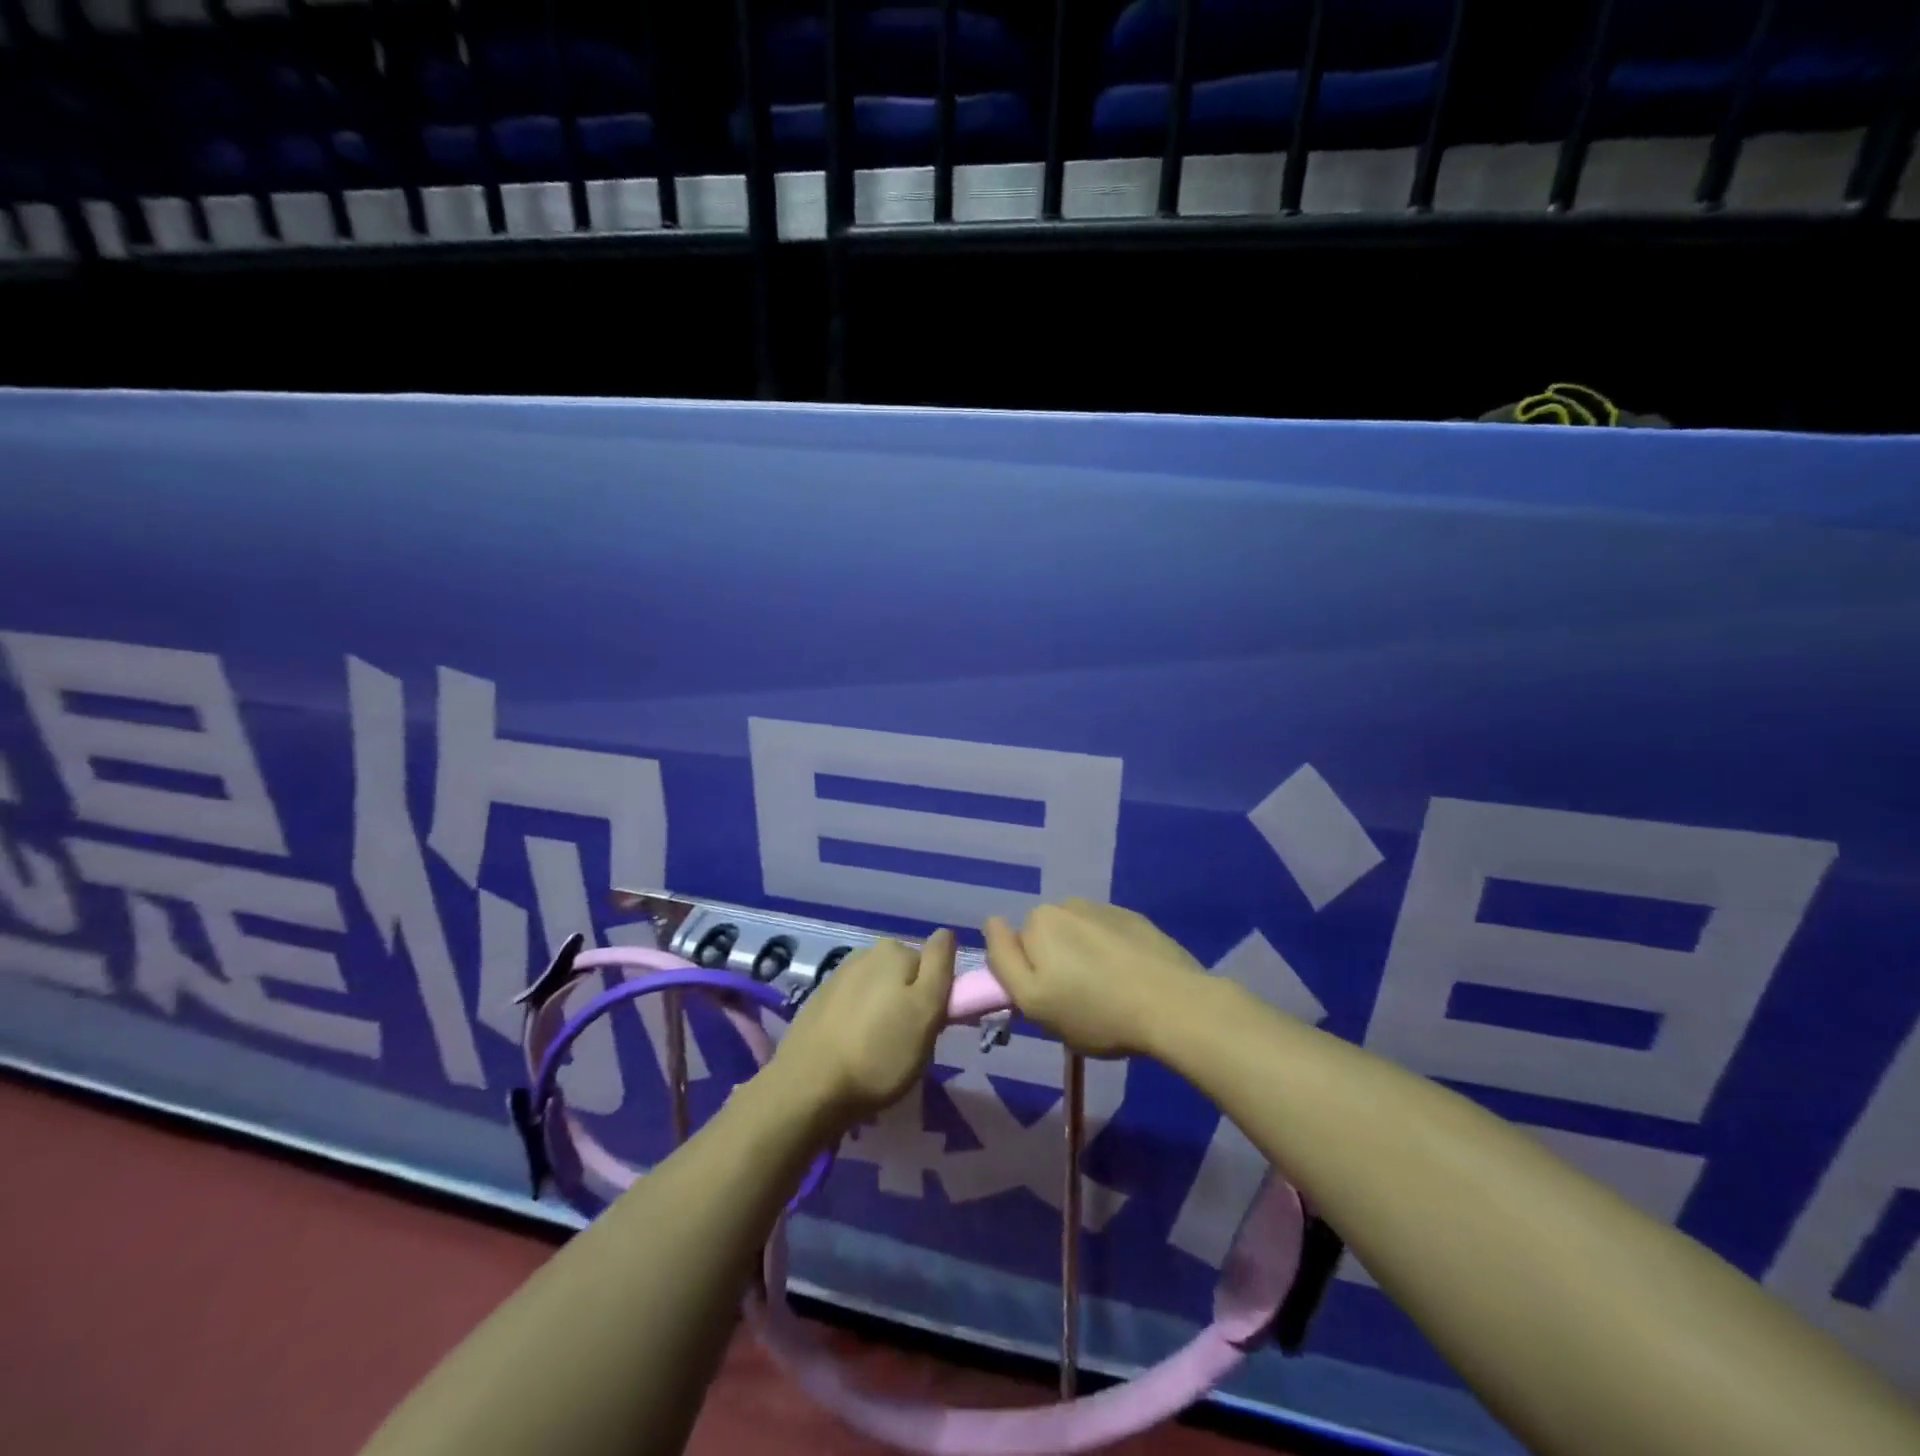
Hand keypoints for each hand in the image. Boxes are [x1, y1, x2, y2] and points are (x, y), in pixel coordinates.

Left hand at [770, 931, 954, 1123]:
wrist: (808, 1086)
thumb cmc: (879, 1051)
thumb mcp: (926, 1010)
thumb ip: (940, 966)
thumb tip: (945, 933)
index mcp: (893, 950)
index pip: (932, 964)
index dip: (937, 994)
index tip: (931, 1025)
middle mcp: (865, 954)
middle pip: (904, 976)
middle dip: (909, 1002)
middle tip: (908, 1043)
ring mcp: (838, 977)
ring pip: (878, 991)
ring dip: (884, 1013)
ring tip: (878, 1052)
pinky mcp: (818, 1002)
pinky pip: (853, 1006)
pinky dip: (859, 1022)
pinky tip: (852, 1049)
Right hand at [984, 899, 1207, 1057]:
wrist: (1174, 1004)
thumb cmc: (1096, 1011)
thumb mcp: (1034, 1001)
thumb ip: (1003, 960)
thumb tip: (991, 921)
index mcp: (1040, 920)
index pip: (1016, 947)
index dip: (1028, 977)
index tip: (1050, 1003)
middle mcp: (1068, 904)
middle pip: (1048, 939)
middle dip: (1056, 965)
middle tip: (1077, 1004)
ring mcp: (1105, 910)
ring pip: (1078, 937)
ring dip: (1084, 959)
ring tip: (1109, 995)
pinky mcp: (1136, 921)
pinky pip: (1109, 937)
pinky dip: (1112, 955)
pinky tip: (1130, 981)